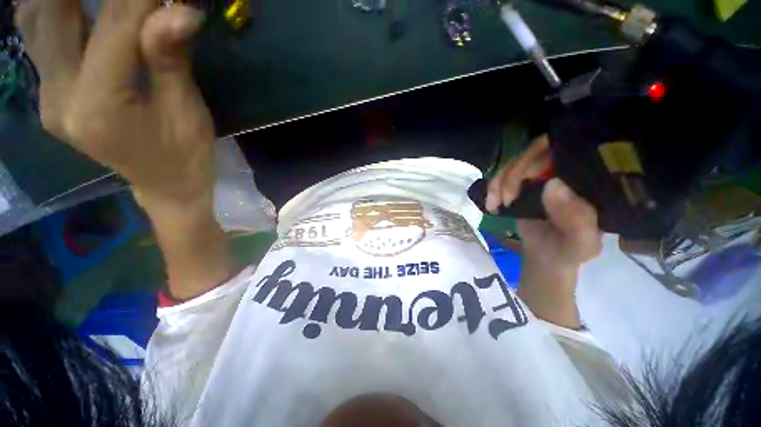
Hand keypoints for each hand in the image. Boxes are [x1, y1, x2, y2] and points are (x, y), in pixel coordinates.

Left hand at [17, 0, 234, 299]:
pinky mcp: (51, 96)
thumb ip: (171, 59)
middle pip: (53, 13)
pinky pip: (39, 39)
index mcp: (96, 106)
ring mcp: (48, 98)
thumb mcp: (186, 111)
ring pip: (36, 22)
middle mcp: (58, 98)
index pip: (113, 26)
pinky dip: (53, 10)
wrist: (166, 187)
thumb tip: (180, 9)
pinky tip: (75, 6)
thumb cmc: (185, 155)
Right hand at [486, 135, 601, 327]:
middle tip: (501, 197)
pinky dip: (496, 187)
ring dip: (501, 181)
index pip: (566, 148)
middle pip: (535, 153)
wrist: (547, 263)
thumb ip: (576, 218)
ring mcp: (542, 179)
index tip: (522, 180)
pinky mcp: (524, 189)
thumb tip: (551, 185)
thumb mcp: (581, 245)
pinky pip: (506, 178)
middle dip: (512, 172)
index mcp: (588, 180)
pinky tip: (493, 201)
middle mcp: (567, 174)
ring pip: (516, 165)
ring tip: (495, 202)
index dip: (539, 155)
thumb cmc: (568, 257)